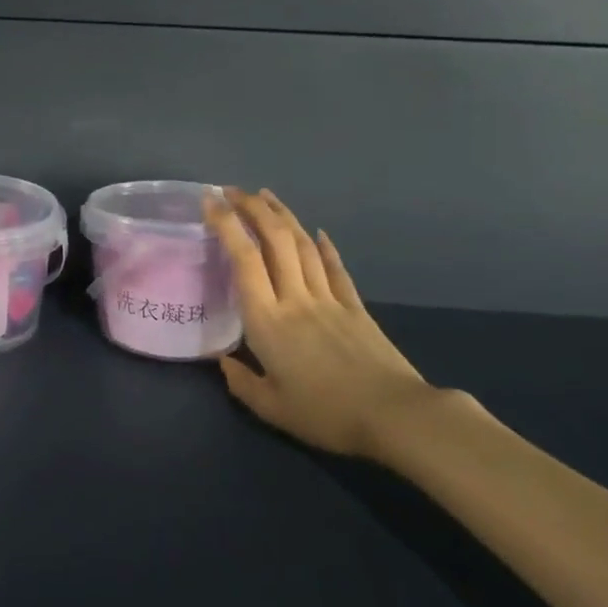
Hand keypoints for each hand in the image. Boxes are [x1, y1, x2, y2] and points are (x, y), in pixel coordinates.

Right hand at [206, 189, 475, 460]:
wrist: (396, 416)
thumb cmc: (326, 414)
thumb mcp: (272, 408)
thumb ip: (242, 383)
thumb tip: (224, 362)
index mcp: (267, 320)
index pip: (244, 259)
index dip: (227, 225)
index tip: (211, 201)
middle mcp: (295, 298)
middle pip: (275, 240)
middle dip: (253, 208)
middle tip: (233, 190)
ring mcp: (329, 299)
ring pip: (303, 246)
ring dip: (283, 216)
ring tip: (266, 196)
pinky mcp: (356, 308)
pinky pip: (335, 269)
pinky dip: (325, 246)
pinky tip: (317, 232)